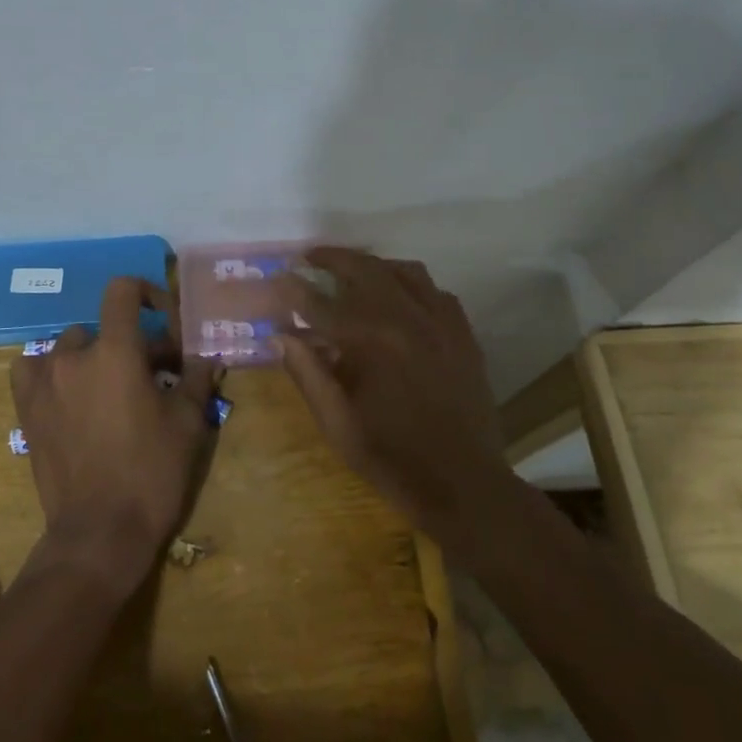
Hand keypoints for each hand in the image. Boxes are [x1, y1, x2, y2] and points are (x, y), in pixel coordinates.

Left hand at [9, 277, 217, 590]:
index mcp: (115, 351)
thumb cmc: (151, 472)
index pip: (122, 291)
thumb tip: (206, 357)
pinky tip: (67, 393)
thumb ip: (197, 379)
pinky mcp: (26, 409)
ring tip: (110, 388)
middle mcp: (73, 356)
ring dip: (93, 357)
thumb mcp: (188, 423)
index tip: (164, 320)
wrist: (99, 533)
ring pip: (70, 347)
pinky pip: (32, 370)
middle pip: (104, 328)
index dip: (146, 293)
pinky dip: (50, 371)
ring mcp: (43, 382)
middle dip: (132, 344)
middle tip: (154, 376)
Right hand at [277, 248, 509, 542]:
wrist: (465, 485)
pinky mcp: (463, 333)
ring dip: (374, 265)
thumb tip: (280, 335)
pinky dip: (412, 286)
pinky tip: (401, 300)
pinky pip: (436, 291)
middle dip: (332, 258)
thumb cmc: (393, 458)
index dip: (293, 289)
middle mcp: (406, 319)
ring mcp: (441, 322)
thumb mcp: (338, 424)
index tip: (276, 278)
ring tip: (354, 272)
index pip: (320, 303)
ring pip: (404, 271)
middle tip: (310, 256)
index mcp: (370, 341)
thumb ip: (308, 374)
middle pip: (364, 268)